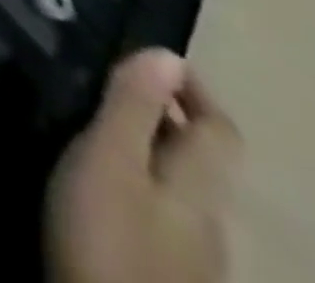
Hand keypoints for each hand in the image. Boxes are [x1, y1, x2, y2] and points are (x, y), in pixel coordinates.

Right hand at [46, 49, 241, 282]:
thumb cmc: (108, 234)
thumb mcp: (109, 158)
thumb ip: (134, 106)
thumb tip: (167, 53)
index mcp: (200, 187)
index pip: (221, 130)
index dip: (194, 89)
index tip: (150, 57)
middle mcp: (209, 221)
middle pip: (200, 161)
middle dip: (162, 118)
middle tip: (108, 85)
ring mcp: (191, 258)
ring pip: (178, 189)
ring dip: (146, 151)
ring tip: (94, 128)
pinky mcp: (163, 276)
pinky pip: (161, 215)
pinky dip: (136, 185)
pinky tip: (98, 187)